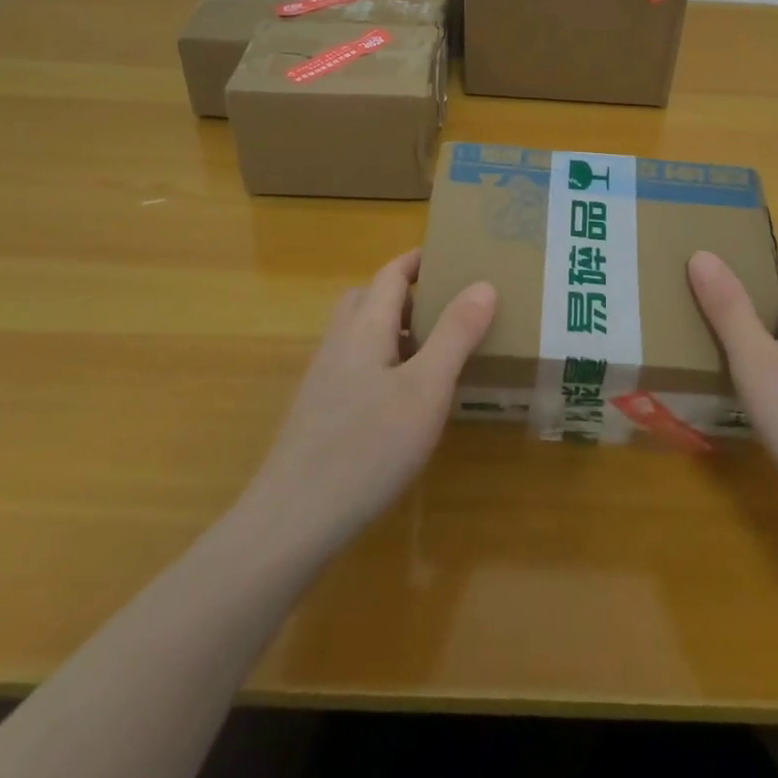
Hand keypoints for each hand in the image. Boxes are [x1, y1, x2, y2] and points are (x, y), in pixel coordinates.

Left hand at [240, 250, 495, 555]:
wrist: (293, 520)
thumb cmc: (368, 446)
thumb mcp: (427, 389)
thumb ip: (456, 334)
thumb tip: (484, 284)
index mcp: (365, 326)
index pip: (391, 273)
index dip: (419, 260)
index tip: (452, 256)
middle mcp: (339, 341)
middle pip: (369, 298)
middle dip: (406, 293)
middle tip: (446, 306)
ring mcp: (323, 377)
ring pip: (360, 333)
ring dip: (393, 329)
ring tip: (432, 351)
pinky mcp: (318, 411)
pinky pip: (354, 364)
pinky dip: (381, 361)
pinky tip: (401, 399)